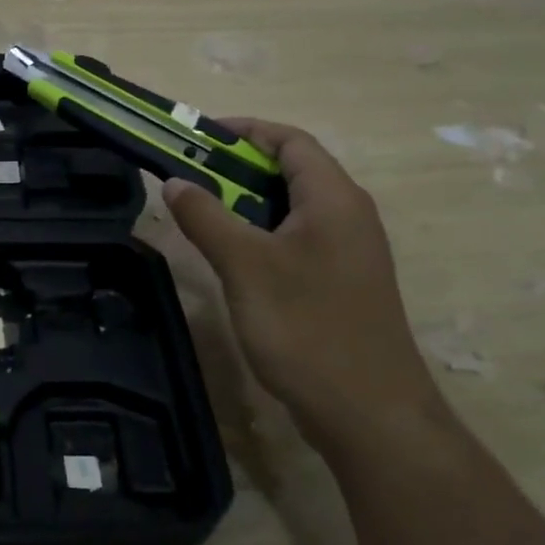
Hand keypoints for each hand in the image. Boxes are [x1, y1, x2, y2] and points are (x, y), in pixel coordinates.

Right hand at [162, 120, 444, 454]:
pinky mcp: (340, 282)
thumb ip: (206, 217)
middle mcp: (348, 215)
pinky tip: (231, 257)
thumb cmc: (307, 327)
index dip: (243, 130)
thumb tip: (175, 181)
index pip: (290, 141)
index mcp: (334, 198)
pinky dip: (260, 233)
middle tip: (188, 178)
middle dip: (237, 167)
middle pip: (291, 170)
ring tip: (201, 213)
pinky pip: (296, 238)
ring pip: (291, 207)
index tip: (194, 138)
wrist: (369, 414)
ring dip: (245, 202)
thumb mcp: (244, 266)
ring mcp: (348, 251)